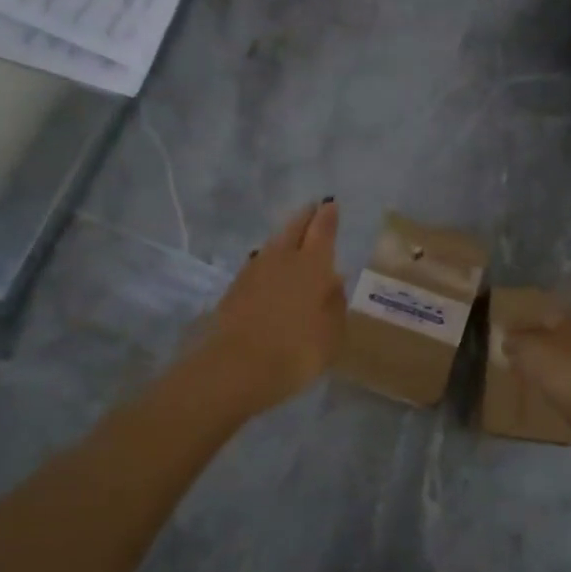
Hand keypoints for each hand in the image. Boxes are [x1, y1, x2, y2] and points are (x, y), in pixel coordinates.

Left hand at [205, 199, 345, 405]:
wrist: (237, 367)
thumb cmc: (297, 350)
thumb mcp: (332, 333)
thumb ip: (335, 303)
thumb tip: (333, 281)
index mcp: (313, 265)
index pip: (322, 230)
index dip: (328, 216)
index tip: (330, 204)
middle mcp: (283, 258)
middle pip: (294, 228)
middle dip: (305, 217)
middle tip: (312, 209)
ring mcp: (255, 270)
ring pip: (273, 244)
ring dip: (284, 237)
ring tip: (292, 237)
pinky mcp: (235, 287)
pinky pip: (257, 263)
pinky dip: (268, 260)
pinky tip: (270, 268)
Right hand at [501, 305, 570, 457]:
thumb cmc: (563, 370)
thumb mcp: (529, 348)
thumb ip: (515, 340)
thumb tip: (506, 340)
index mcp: (568, 322)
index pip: (540, 314)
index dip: (520, 322)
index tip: (501, 333)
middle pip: (548, 339)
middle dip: (529, 346)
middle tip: (505, 355)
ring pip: (555, 362)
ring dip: (538, 368)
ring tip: (515, 374)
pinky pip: (561, 384)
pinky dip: (548, 387)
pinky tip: (534, 393)